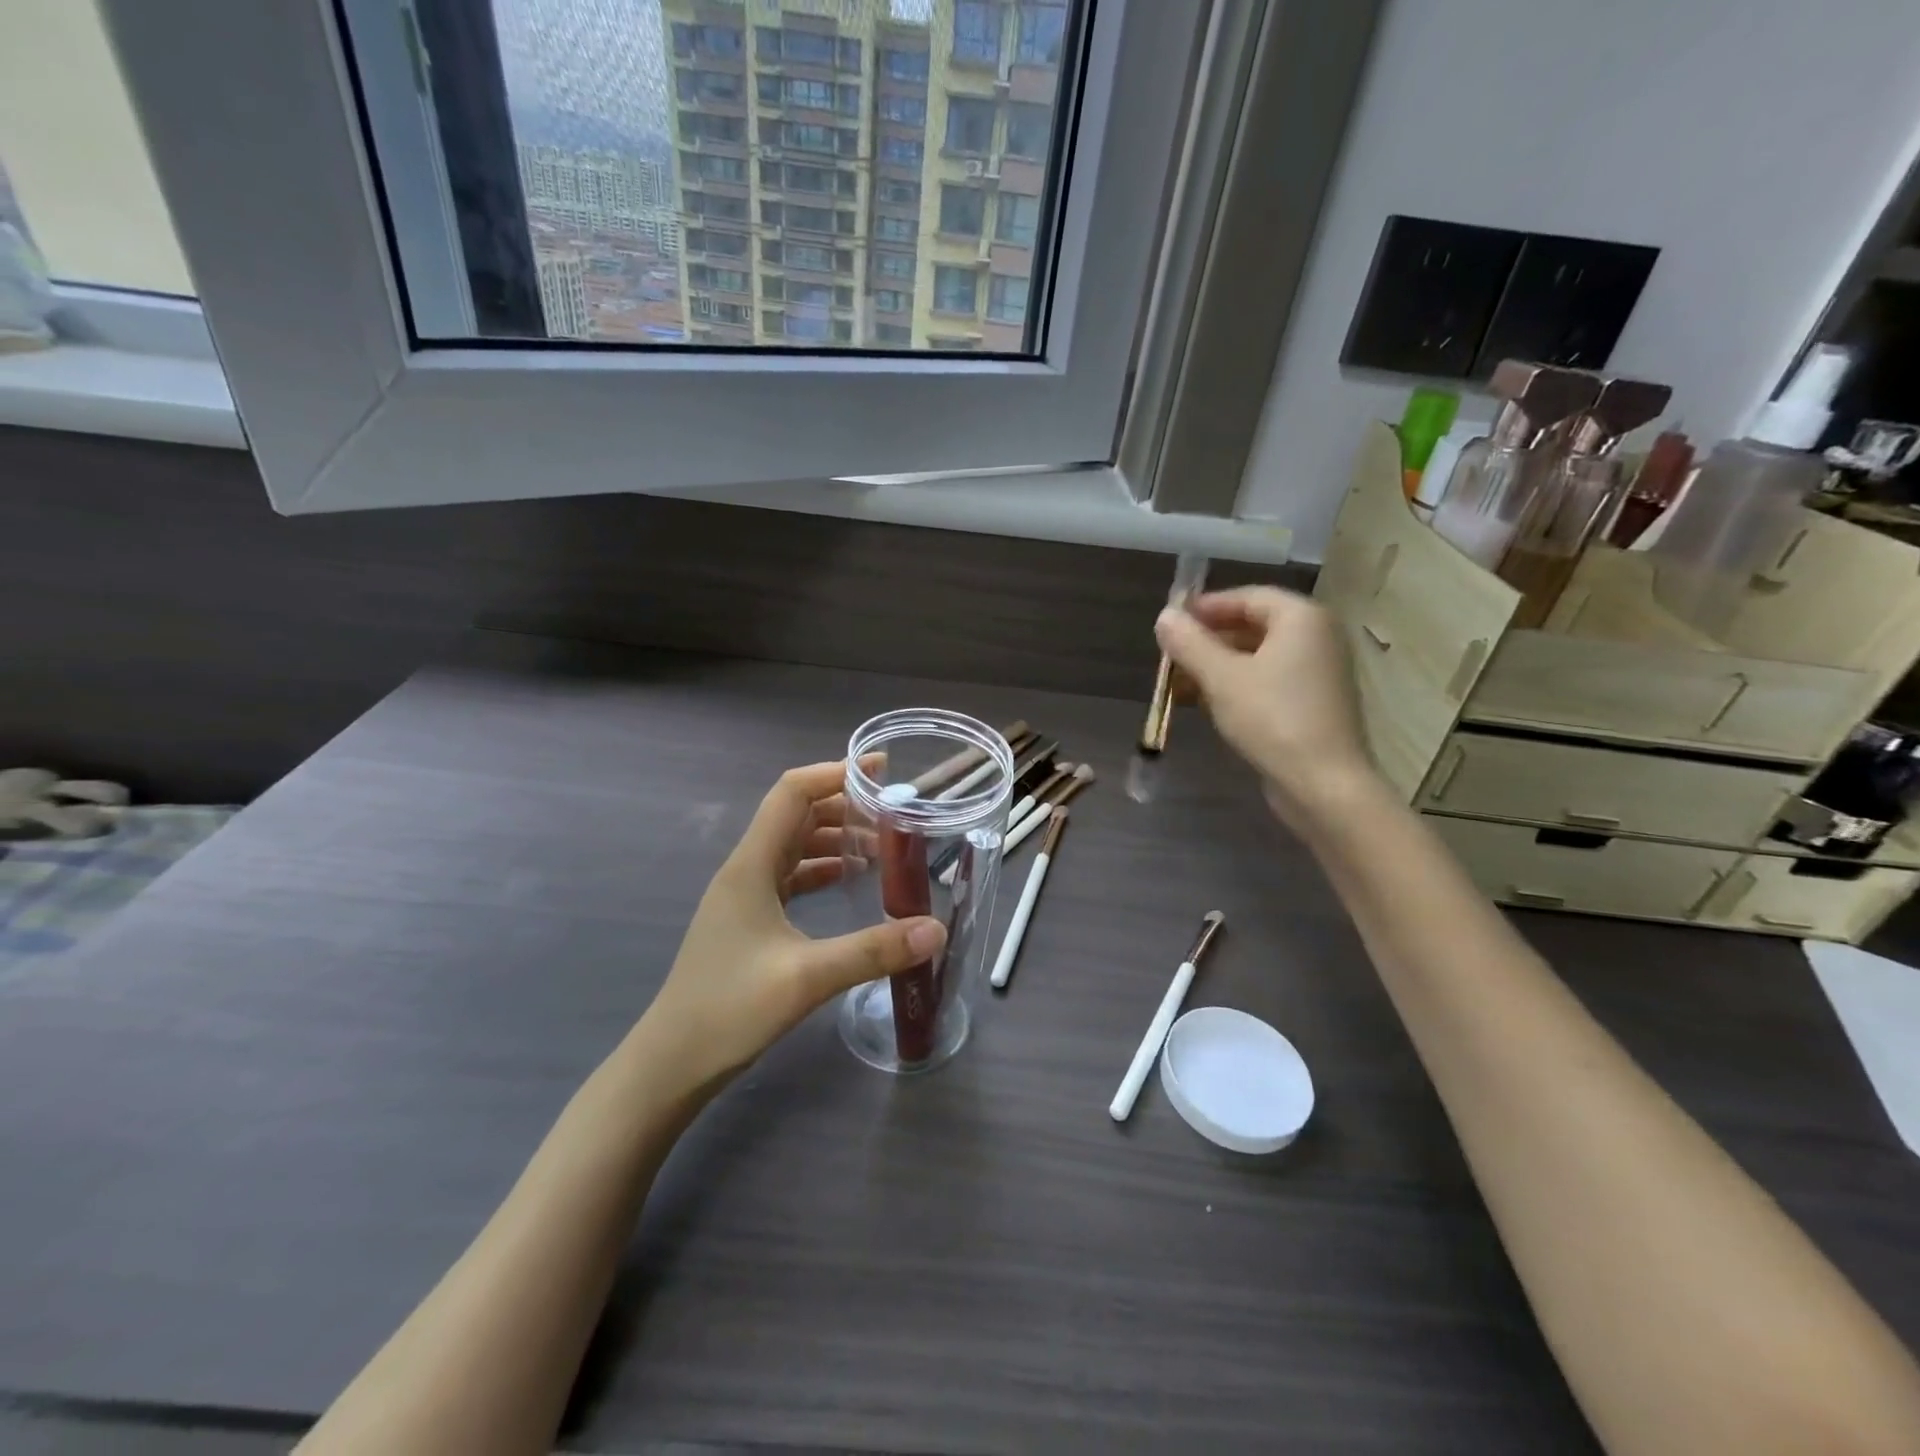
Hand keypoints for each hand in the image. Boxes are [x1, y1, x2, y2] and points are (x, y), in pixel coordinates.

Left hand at [638, 760, 946, 1091]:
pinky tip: (849, 880)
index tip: (882, 771)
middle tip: (894, 812)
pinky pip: (790, 876)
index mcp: (752, 865)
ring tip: (881, 845)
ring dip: (835, 837)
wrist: (672, 1063)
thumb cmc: (729, 1010)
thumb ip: (873, 951)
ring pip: (794, 845)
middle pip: (797, 814)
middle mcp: (746, 869)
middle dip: (844, 804)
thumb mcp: (807, 978)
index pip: (793, 793)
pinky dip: (821, 868)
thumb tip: (935, 930)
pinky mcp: (749, 919)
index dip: (835, 773)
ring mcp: (745, 894)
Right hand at [1155, 587, 1380, 830]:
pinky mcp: (1312, 703)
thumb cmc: (1271, 718)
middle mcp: (1316, 637)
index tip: (1171, 622)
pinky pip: (1267, 681)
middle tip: (1170, 655)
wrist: (1322, 784)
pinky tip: (1203, 704)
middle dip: (1207, 640)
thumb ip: (1189, 643)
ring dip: (1216, 666)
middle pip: (1252, 626)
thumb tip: (1164, 616)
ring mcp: (1317, 672)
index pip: (1247, 597)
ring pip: (1257, 657)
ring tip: (1177, 683)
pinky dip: (1235, 686)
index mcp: (1301, 618)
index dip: (1205, 607)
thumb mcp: (1221, 677)